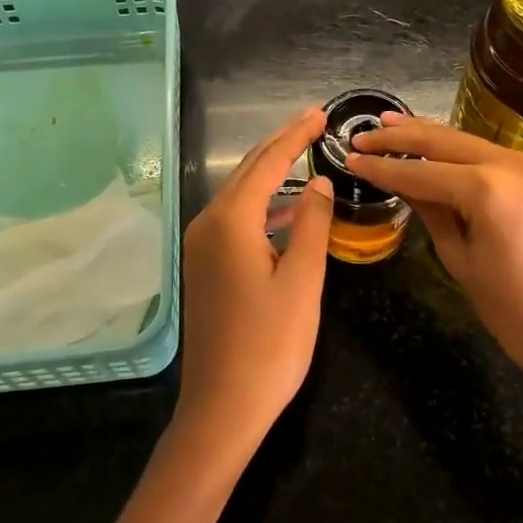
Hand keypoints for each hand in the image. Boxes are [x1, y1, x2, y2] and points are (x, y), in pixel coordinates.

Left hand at [175, 107, 334, 455]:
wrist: (221, 409)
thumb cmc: (269, 346)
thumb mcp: (302, 282)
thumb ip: (311, 223)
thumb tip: (317, 181)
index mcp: (231, 221)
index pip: (268, 162)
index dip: (296, 135)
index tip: (321, 113)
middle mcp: (208, 223)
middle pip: (249, 170)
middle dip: (281, 143)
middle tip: (314, 121)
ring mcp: (202, 246)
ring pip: (241, 193)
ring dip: (272, 172)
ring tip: (305, 154)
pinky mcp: (205, 266)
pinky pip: (236, 218)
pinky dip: (263, 205)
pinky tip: (286, 211)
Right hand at [348, 115, 522, 450]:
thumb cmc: (515, 314)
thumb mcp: (460, 261)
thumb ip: (430, 211)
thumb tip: (402, 181)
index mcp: (488, 190)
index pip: (421, 171)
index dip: (383, 168)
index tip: (351, 159)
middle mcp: (513, 164)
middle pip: (444, 142)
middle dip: (401, 137)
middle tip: (364, 135)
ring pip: (468, 141)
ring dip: (429, 136)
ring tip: (391, 125)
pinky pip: (492, 154)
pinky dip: (461, 150)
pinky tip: (436, 146)